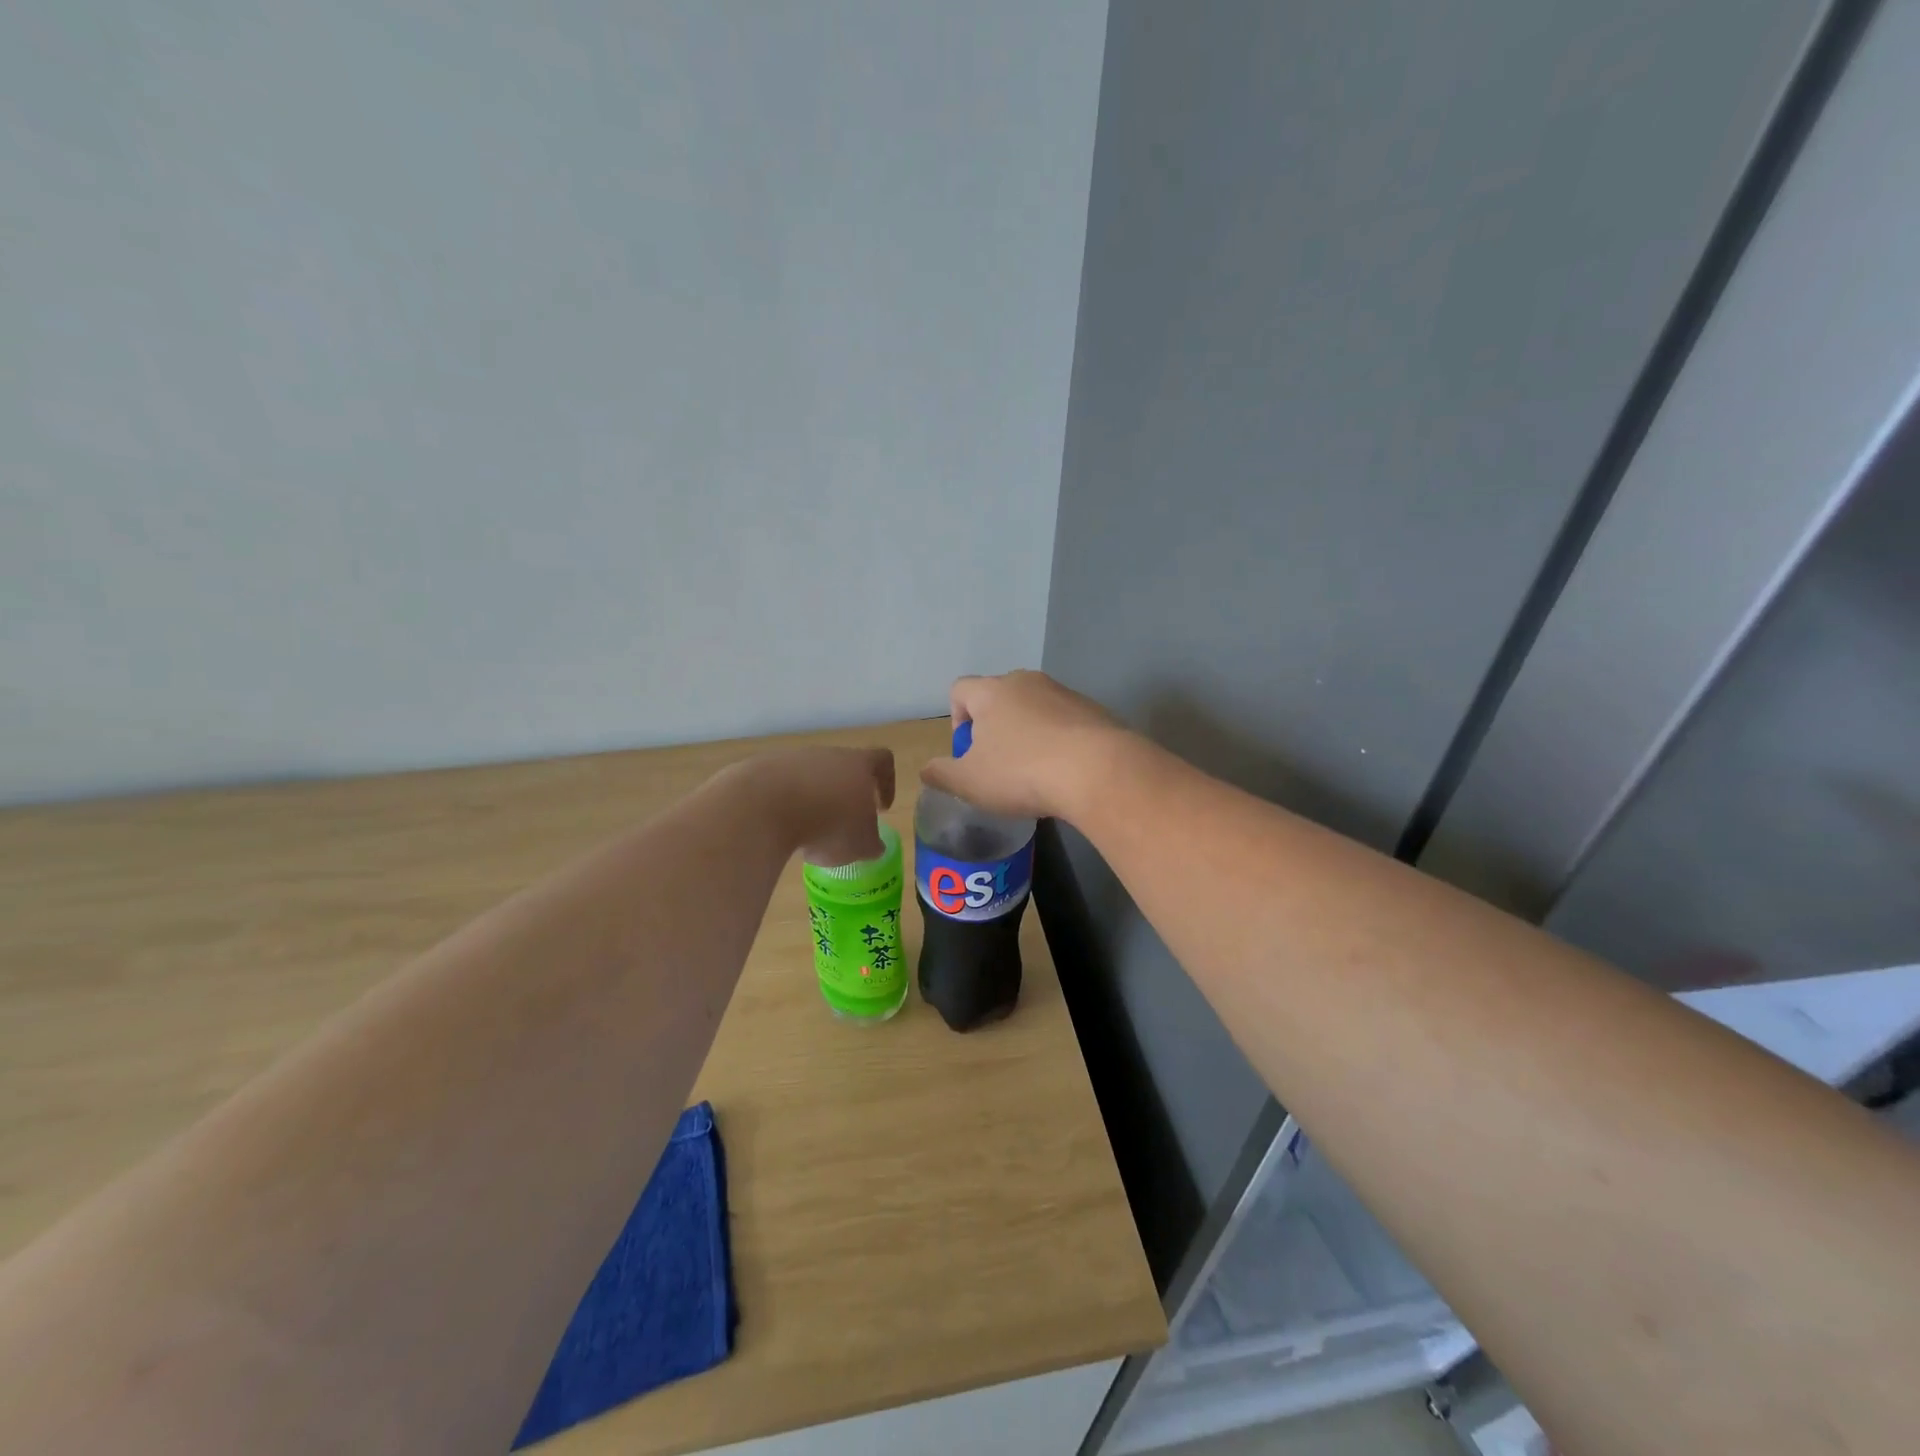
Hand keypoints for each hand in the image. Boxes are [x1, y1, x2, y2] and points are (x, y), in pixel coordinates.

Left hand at [724, 747, 895, 866]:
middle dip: (845, 797)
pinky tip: (781, 829)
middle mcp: (828, 754)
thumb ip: (871, 844)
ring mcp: (793, 759)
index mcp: (859, 764)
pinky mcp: (763, 769)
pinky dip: (785, 806)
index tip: (881, 809)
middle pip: (843, 769)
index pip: (883, 761)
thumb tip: (872, 846)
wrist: (766, 807)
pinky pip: (781, 787)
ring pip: (810, 778)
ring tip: (808, 833)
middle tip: (842, 825)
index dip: (887, 784)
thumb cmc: (829, 824)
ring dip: (814, 802)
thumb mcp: (861, 845)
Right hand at [919, 671, 1130, 821]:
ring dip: (1028, 733)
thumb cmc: (1021, 772)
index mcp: (991, 692)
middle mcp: (1026, 682)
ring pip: (1034, 708)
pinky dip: (1058, 740)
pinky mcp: (1093, 710)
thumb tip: (926, 769)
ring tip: (1034, 772)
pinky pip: (1064, 721)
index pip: (960, 689)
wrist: (1098, 771)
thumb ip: (942, 773)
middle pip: (999, 697)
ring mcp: (1063, 693)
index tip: (967, 751)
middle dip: (994, 727)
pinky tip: (1064, 771)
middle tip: (998, 764)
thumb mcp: (969, 782)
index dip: (956, 718)